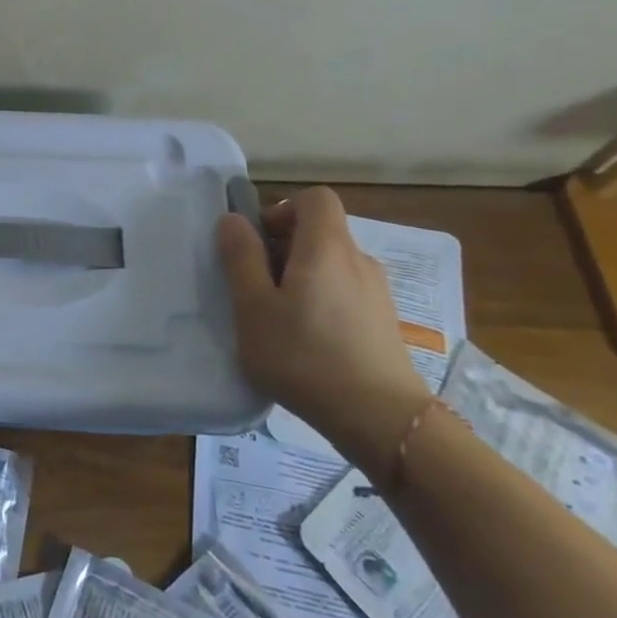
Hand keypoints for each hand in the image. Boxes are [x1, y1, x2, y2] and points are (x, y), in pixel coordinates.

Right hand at [216, 186, 432, 477]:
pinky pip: (345, 292)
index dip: (282, 209)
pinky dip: (321, 301)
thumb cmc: (304, 355)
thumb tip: (232, 219)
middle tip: (255, 287)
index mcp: (326, 247)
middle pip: (320, 232)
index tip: (258, 242)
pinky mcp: (383, 322)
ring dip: (301, 278)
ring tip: (277, 319)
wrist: (380, 419)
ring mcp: (376, 292)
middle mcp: (358, 260)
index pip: (315, 198)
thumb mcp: (253, 307)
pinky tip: (306, 342)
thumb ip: (240, 258)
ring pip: (331, 265)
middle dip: (283, 248)